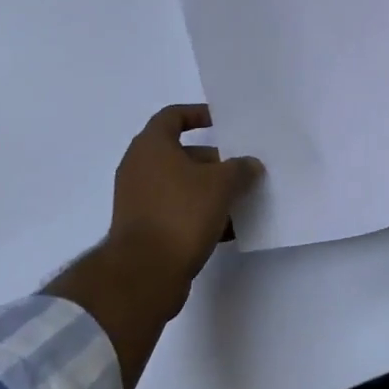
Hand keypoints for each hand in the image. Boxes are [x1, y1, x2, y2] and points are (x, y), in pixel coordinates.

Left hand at [106, 104, 263, 296]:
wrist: (143, 274)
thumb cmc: (180, 214)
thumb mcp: (219, 185)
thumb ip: (239, 169)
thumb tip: (250, 164)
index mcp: (151, 145)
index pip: (173, 116)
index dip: (198, 114)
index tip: (222, 122)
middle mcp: (139, 167)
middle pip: (180, 153)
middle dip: (213, 160)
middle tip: (240, 168)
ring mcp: (138, 199)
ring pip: (180, 185)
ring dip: (208, 190)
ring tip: (240, 200)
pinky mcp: (143, 229)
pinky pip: (175, 211)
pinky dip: (198, 215)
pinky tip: (227, 230)